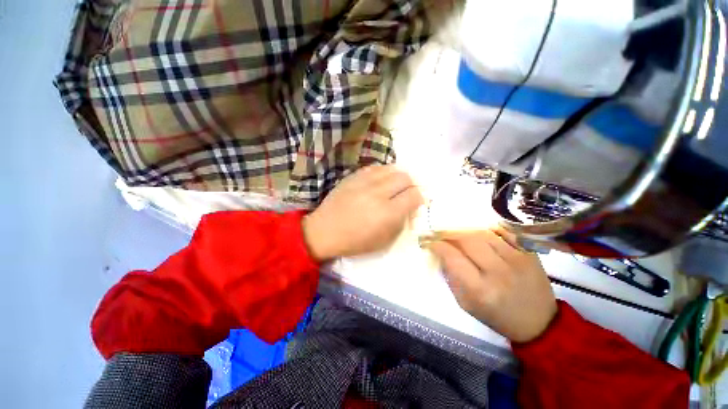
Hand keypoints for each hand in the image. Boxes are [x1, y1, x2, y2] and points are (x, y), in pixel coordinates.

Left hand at [302, 165, 423, 260]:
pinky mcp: (354, 176)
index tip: (415, 203)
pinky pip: (376, 168)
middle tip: (406, 194)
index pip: (414, 195)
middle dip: (410, 186)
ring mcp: (365, 182)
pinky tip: (380, 181)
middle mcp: (379, 193)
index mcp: (388, 213)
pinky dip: (383, 173)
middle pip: (405, 178)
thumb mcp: (384, 240)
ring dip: (398, 177)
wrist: (325, 231)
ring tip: (394, 186)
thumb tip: (409, 207)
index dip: (419, 198)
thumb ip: (401, 222)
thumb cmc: (355, 241)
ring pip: (392, 169)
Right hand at [428, 229, 556, 342]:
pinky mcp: (529, 253)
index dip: (437, 245)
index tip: (429, 241)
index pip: (452, 256)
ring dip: (465, 230)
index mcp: (480, 290)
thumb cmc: (496, 316)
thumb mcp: (465, 303)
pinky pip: (503, 232)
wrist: (538, 323)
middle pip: (467, 239)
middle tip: (440, 233)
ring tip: (457, 232)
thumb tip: (440, 252)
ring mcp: (517, 260)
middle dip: (448, 233)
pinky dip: (487, 229)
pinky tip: (479, 233)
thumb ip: (451, 276)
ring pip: (483, 233)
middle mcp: (498, 272)